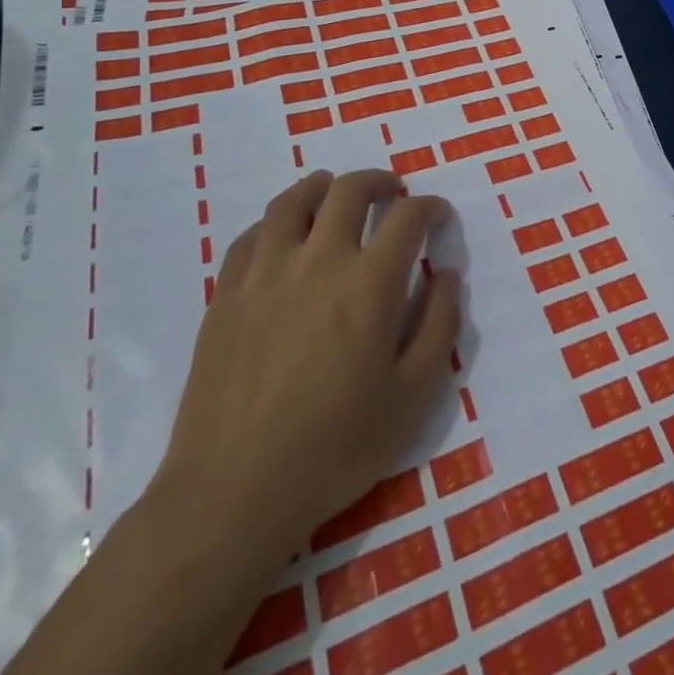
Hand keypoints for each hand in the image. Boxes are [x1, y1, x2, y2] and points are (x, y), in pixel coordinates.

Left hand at [147, 169, 461, 582]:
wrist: (234, 492)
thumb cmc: (336, 447)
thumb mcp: (413, 395)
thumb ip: (439, 325)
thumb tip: (447, 274)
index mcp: (370, 283)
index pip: (407, 217)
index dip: (429, 206)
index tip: (438, 215)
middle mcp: (318, 261)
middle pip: (349, 191)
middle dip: (379, 182)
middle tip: (393, 193)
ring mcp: (265, 274)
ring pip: (292, 201)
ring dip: (322, 187)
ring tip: (335, 193)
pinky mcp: (226, 296)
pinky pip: (251, 236)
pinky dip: (276, 222)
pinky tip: (284, 236)